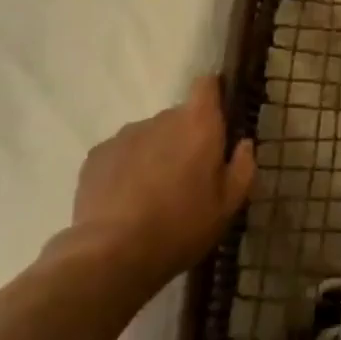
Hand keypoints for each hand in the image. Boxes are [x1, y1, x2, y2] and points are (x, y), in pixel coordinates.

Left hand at [52, 75, 255, 302]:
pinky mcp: (96, 155)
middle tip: (185, 178)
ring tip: (151, 195)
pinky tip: (125, 202)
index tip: (216, 119)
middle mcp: (162, 119)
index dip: (213, 95)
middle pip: (178, 117)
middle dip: (183, 139)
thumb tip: (243, 145)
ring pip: (149, 136)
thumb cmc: (181, 227)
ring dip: (154, 155)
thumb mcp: (227, 206)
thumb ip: (242, 168)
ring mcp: (125, 135)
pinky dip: (126, 169)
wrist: (111, 255)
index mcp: (198, 124)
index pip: (207, 84)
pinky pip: (121, 154)